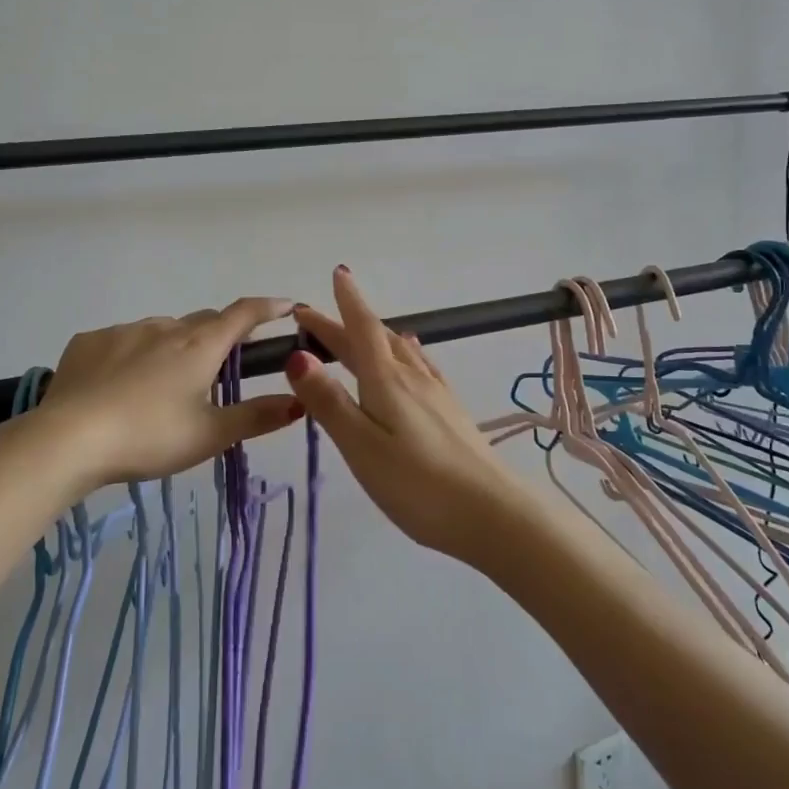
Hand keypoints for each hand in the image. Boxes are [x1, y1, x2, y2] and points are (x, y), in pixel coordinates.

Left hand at [37, 299, 304, 486]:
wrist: (68, 440)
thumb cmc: (149, 437)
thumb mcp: (210, 435)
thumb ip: (256, 417)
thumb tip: (299, 402)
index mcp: (199, 346)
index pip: (243, 314)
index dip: (269, 307)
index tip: (288, 306)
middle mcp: (164, 328)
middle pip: (203, 322)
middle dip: (219, 335)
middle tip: (222, 364)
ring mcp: (123, 332)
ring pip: (161, 331)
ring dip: (173, 346)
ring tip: (163, 385)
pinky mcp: (88, 343)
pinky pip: (121, 341)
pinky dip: (132, 354)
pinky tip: (119, 384)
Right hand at [287, 267, 537, 561]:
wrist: (492, 513)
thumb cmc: (418, 485)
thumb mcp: (361, 446)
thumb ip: (329, 402)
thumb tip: (296, 356)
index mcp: (387, 381)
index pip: (361, 330)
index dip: (346, 303)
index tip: (335, 274)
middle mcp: (412, 377)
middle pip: (375, 338)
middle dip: (345, 323)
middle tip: (315, 317)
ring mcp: (436, 393)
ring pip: (399, 351)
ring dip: (373, 336)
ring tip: (358, 330)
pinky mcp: (451, 411)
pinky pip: (421, 366)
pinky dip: (405, 353)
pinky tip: (412, 357)